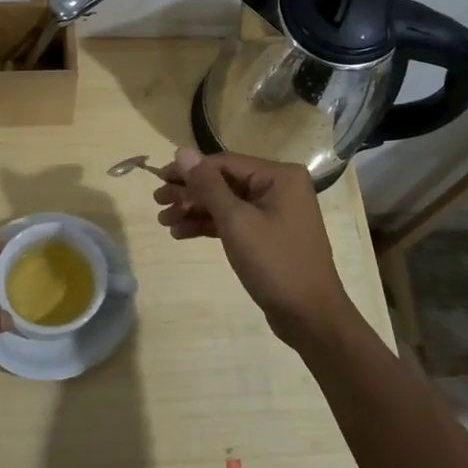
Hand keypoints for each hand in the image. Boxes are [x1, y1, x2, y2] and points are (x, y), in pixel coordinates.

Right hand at [154, 148, 359, 350]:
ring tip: (164, 222)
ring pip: (226, 203)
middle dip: (190, 193)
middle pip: (224, 182)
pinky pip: (234, 221)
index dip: (189, 171)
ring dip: (195, 210)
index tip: (158, 181)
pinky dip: (210, 226)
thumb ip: (208, 185)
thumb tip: (182, 151)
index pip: (224, 164)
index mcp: (279, 176)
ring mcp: (275, 212)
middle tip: (157, 203)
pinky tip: (182, 233)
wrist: (310, 316)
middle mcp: (279, 187)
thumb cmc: (275, 263)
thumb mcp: (236, 221)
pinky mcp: (268, 235)